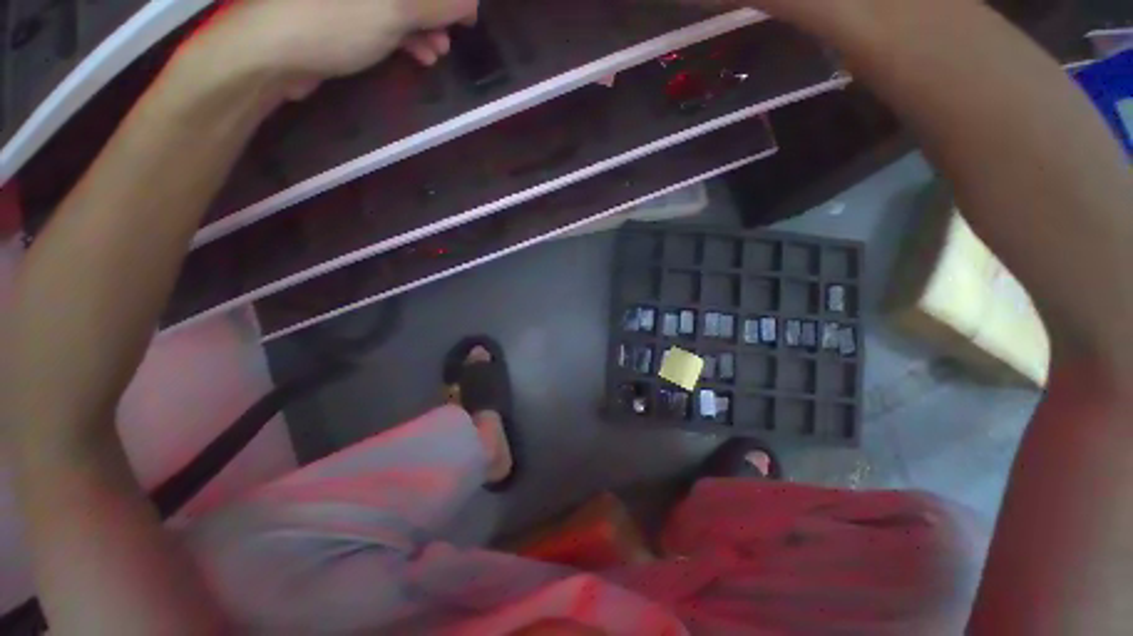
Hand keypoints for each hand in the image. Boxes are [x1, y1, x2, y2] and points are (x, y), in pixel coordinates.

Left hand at [191, 0, 478, 98]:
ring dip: (424, 27)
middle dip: (435, 10)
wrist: (273, 55)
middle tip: (452, 35)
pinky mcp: (343, 14)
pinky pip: (384, 19)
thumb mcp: (394, 9)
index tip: (466, 14)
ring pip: (399, 4)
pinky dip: (405, 37)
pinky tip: (420, 56)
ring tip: (437, 52)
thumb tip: (470, 3)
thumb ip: (436, 3)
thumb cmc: (333, 22)